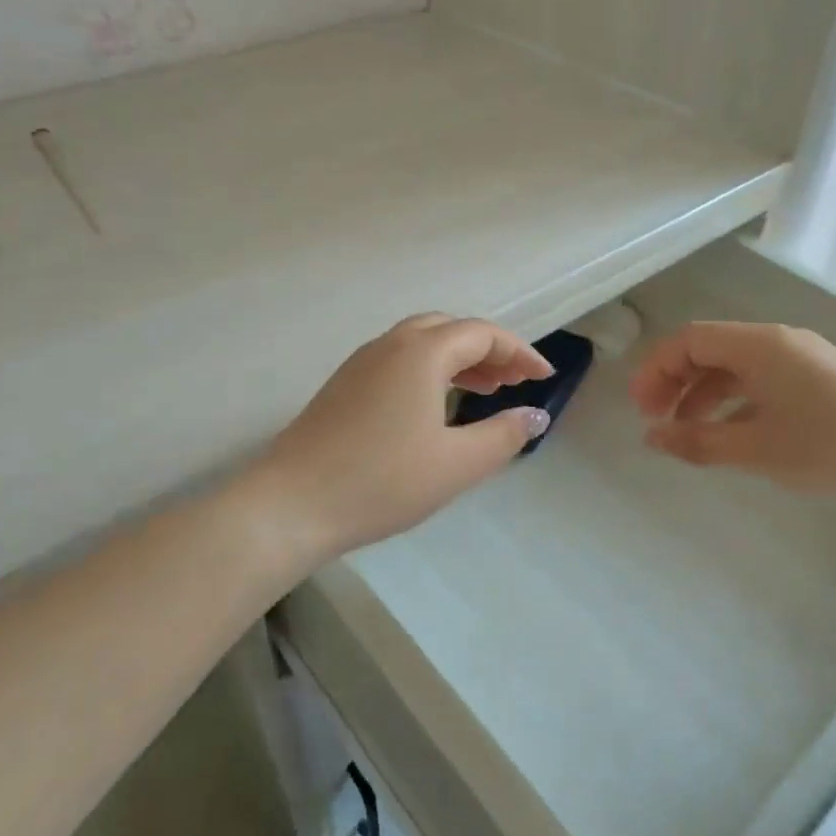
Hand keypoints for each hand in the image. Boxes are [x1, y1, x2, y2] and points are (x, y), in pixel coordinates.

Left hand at [242, 314, 553, 567]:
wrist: (291, 505)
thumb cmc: (382, 481)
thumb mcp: (457, 464)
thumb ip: (504, 435)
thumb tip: (536, 415)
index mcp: (421, 352)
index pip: (482, 334)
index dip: (519, 351)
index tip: (544, 376)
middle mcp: (390, 345)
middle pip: (450, 329)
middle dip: (488, 350)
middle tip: (514, 381)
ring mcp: (361, 364)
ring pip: (421, 343)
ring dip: (458, 359)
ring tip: (486, 389)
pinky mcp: (343, 386)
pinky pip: (398, 361)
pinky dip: (430, 370)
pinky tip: (436, 405)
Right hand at [630, 320, 835, 504]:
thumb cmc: (831, 451)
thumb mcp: (756, 449)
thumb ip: (697, 440)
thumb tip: (651, 437)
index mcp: (759, 345)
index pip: (689, 340)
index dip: (656, 370)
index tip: (641, 410)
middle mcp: (778, 341)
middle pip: (709, 349)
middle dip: (675, 381)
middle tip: (656, 421)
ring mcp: (801, 358)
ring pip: (734, 366)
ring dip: (702, 393)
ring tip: (686, 432)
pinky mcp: (818, 378)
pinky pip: (760, 379)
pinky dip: (733, 400)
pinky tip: (729, 432)